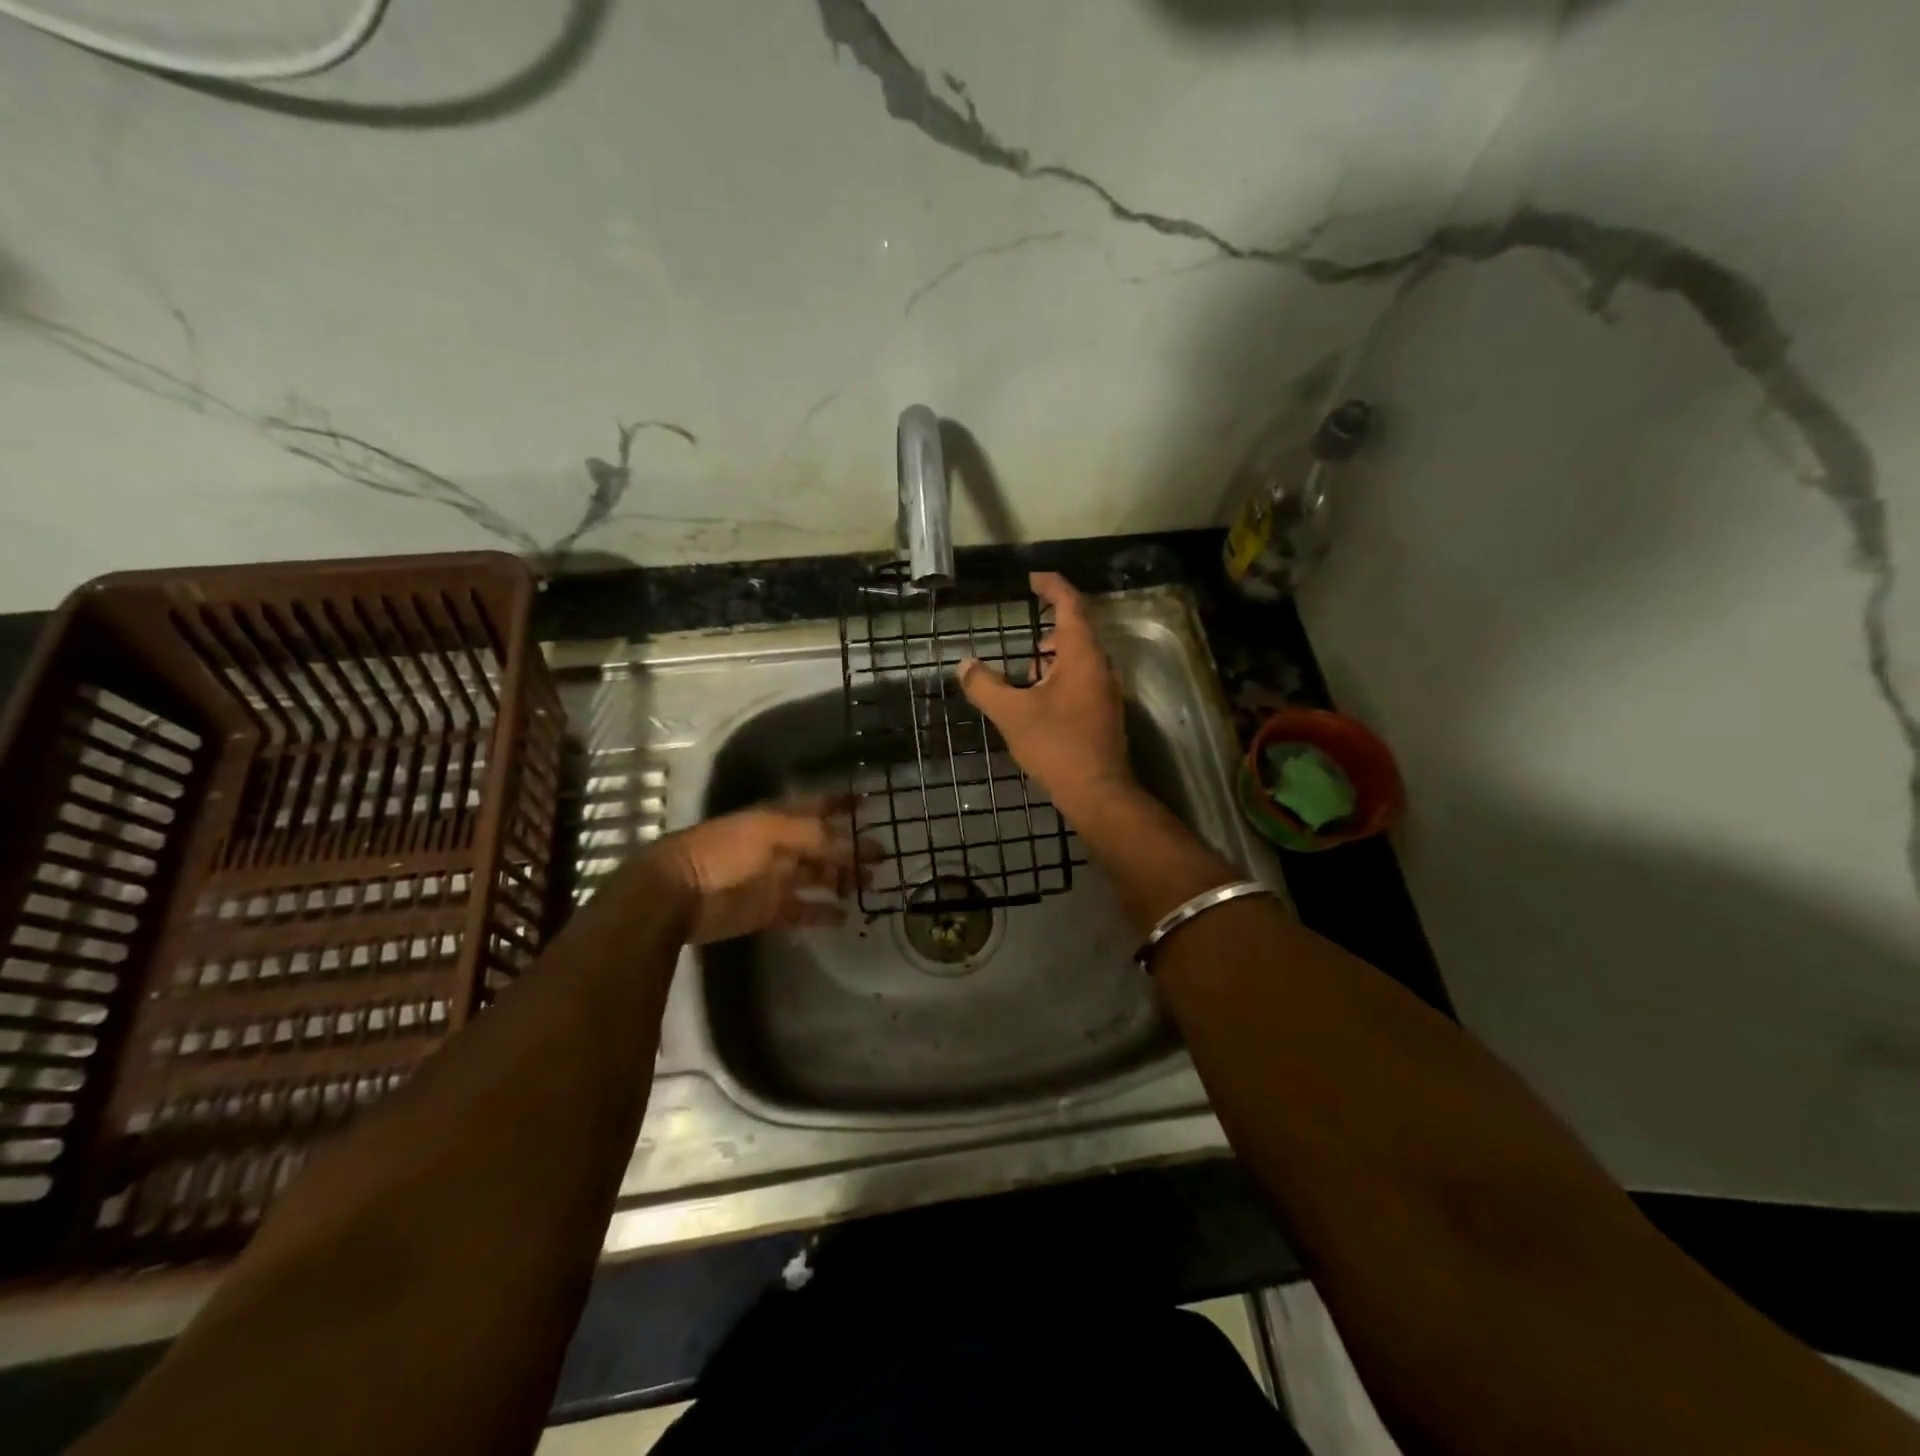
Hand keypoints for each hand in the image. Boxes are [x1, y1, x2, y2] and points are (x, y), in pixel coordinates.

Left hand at [647, 796, 870, 944]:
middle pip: (823, 845)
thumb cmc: (724, 852)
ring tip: (869, 884)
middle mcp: (780, 847)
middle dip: (851, 847)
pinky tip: (844, 916)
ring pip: (818, 877)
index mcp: (777, 819)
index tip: (867, 803)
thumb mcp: (771, 832)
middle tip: (881, 855)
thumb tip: (850, 842)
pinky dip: (823, 913)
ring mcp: (775, 880)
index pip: (816, 806)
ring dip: (843, 879)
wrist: (678, 895)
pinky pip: (804, 910)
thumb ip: (813, 834)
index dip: (840, 803)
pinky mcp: (769, 911)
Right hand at [958, 572, 1133, 819]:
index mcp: (1082, 656)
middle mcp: (1101, 666)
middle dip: (1050, 626)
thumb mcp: (1012, 714)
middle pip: (1078, 631)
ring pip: (1080, 658)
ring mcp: (1107, 690)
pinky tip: (1040, 698)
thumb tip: (964, 665)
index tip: (1033, 579)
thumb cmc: (1056, 745)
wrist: (1098, 792)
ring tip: (1026, 669)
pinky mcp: (1105, 712)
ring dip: (1054, 656)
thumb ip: (985, 686)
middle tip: (1023, 632)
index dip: (1053, 587)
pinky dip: (1061, 676)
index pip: (1071, 605)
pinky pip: (1083, 679)